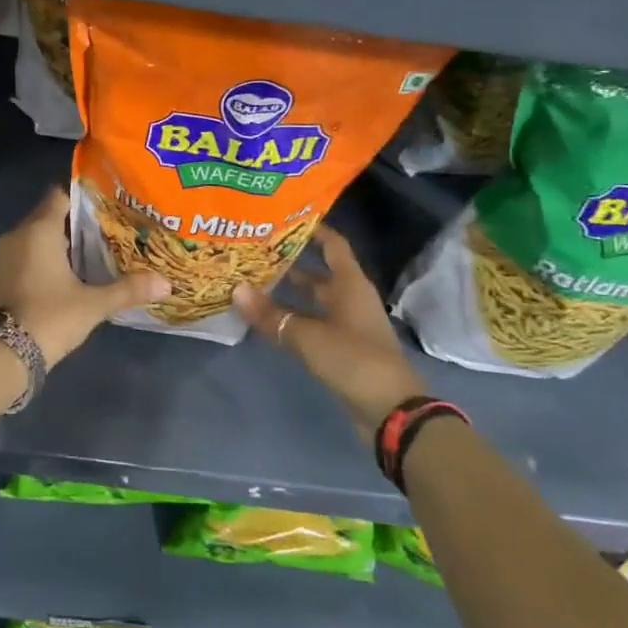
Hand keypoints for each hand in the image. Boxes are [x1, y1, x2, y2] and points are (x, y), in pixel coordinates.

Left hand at [0, 188, 169, 365]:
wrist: (4, 354)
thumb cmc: (50, 317)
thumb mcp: (94, 304)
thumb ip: (128, 289)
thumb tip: (167, 283)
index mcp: (39, 230)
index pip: (60, 196)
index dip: (83, 198)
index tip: (106, 207)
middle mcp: (17, 235)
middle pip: (48, 216)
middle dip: (74, 223)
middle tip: (106, 232)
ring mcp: (3, 256)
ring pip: (34, 237)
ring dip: (57, 243)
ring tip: (89, 254)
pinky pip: (24, 255)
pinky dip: (42, 259)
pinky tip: (64, 276)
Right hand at [234, 224, 426, 433]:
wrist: (391, 411)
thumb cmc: (354, 360)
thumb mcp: (308, 336)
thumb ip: (271, 315)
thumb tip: (236, 289)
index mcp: (350, 284)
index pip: (332, 244)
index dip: (312, 228)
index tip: (283, 216)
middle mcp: (350, 298)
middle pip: (319, 271)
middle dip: (291, 261)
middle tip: (256, 249)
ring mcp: (347, 324)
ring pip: (314, 299)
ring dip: (289, 291)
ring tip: (253, 279)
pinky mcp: (342, 347)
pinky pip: (313, 322)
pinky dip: (292, 316)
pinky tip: (267, 316)